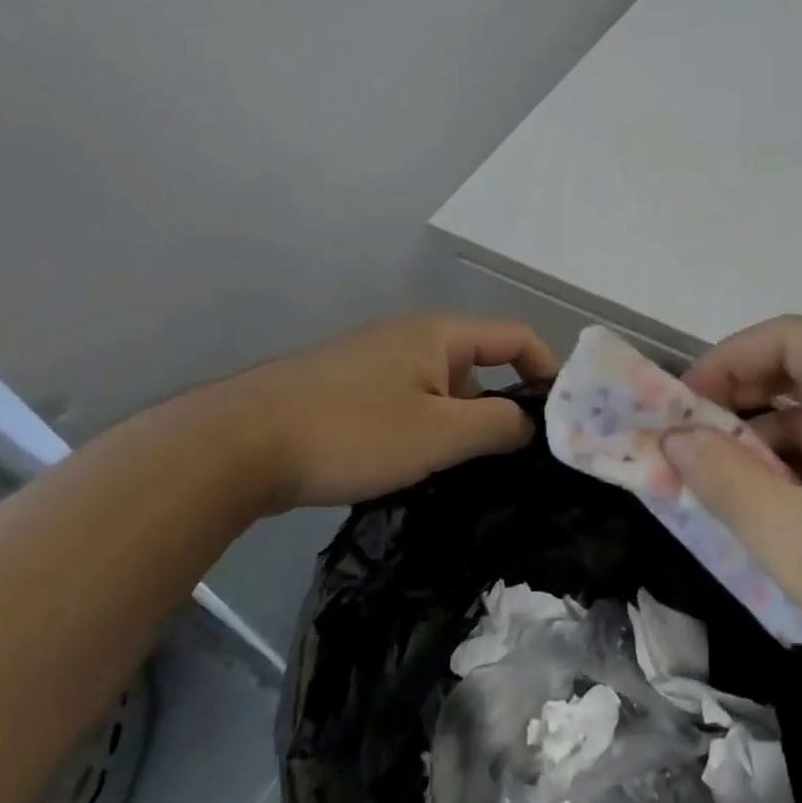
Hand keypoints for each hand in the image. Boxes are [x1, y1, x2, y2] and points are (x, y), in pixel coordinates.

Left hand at [199, 312, 555, 512]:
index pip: (516, 337)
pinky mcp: (348, 386)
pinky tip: (418, 463)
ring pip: (443, 385)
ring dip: (464, 419)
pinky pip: (409, 399)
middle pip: (480, 361)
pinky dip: (429, 424)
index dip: (548, 369)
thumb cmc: (352, 432)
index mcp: (440, 335)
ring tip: (471, 467)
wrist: (238, 444)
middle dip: (505, 402)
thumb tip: (530, 422)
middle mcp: (411, 336)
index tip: (563, 415)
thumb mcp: (440, 435)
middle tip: (520, 453)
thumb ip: (498, 424)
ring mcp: (376, 359)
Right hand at [665, 315, 801, 729]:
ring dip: (766, 450)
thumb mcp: (800, 542)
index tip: (676, 409)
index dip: (725, 364)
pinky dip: (800, 479)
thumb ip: (725, 480)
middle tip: (685, 449)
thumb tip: (672, 438)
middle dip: (740, 409)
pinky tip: (767, 516)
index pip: (789, 339)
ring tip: (714, 491)